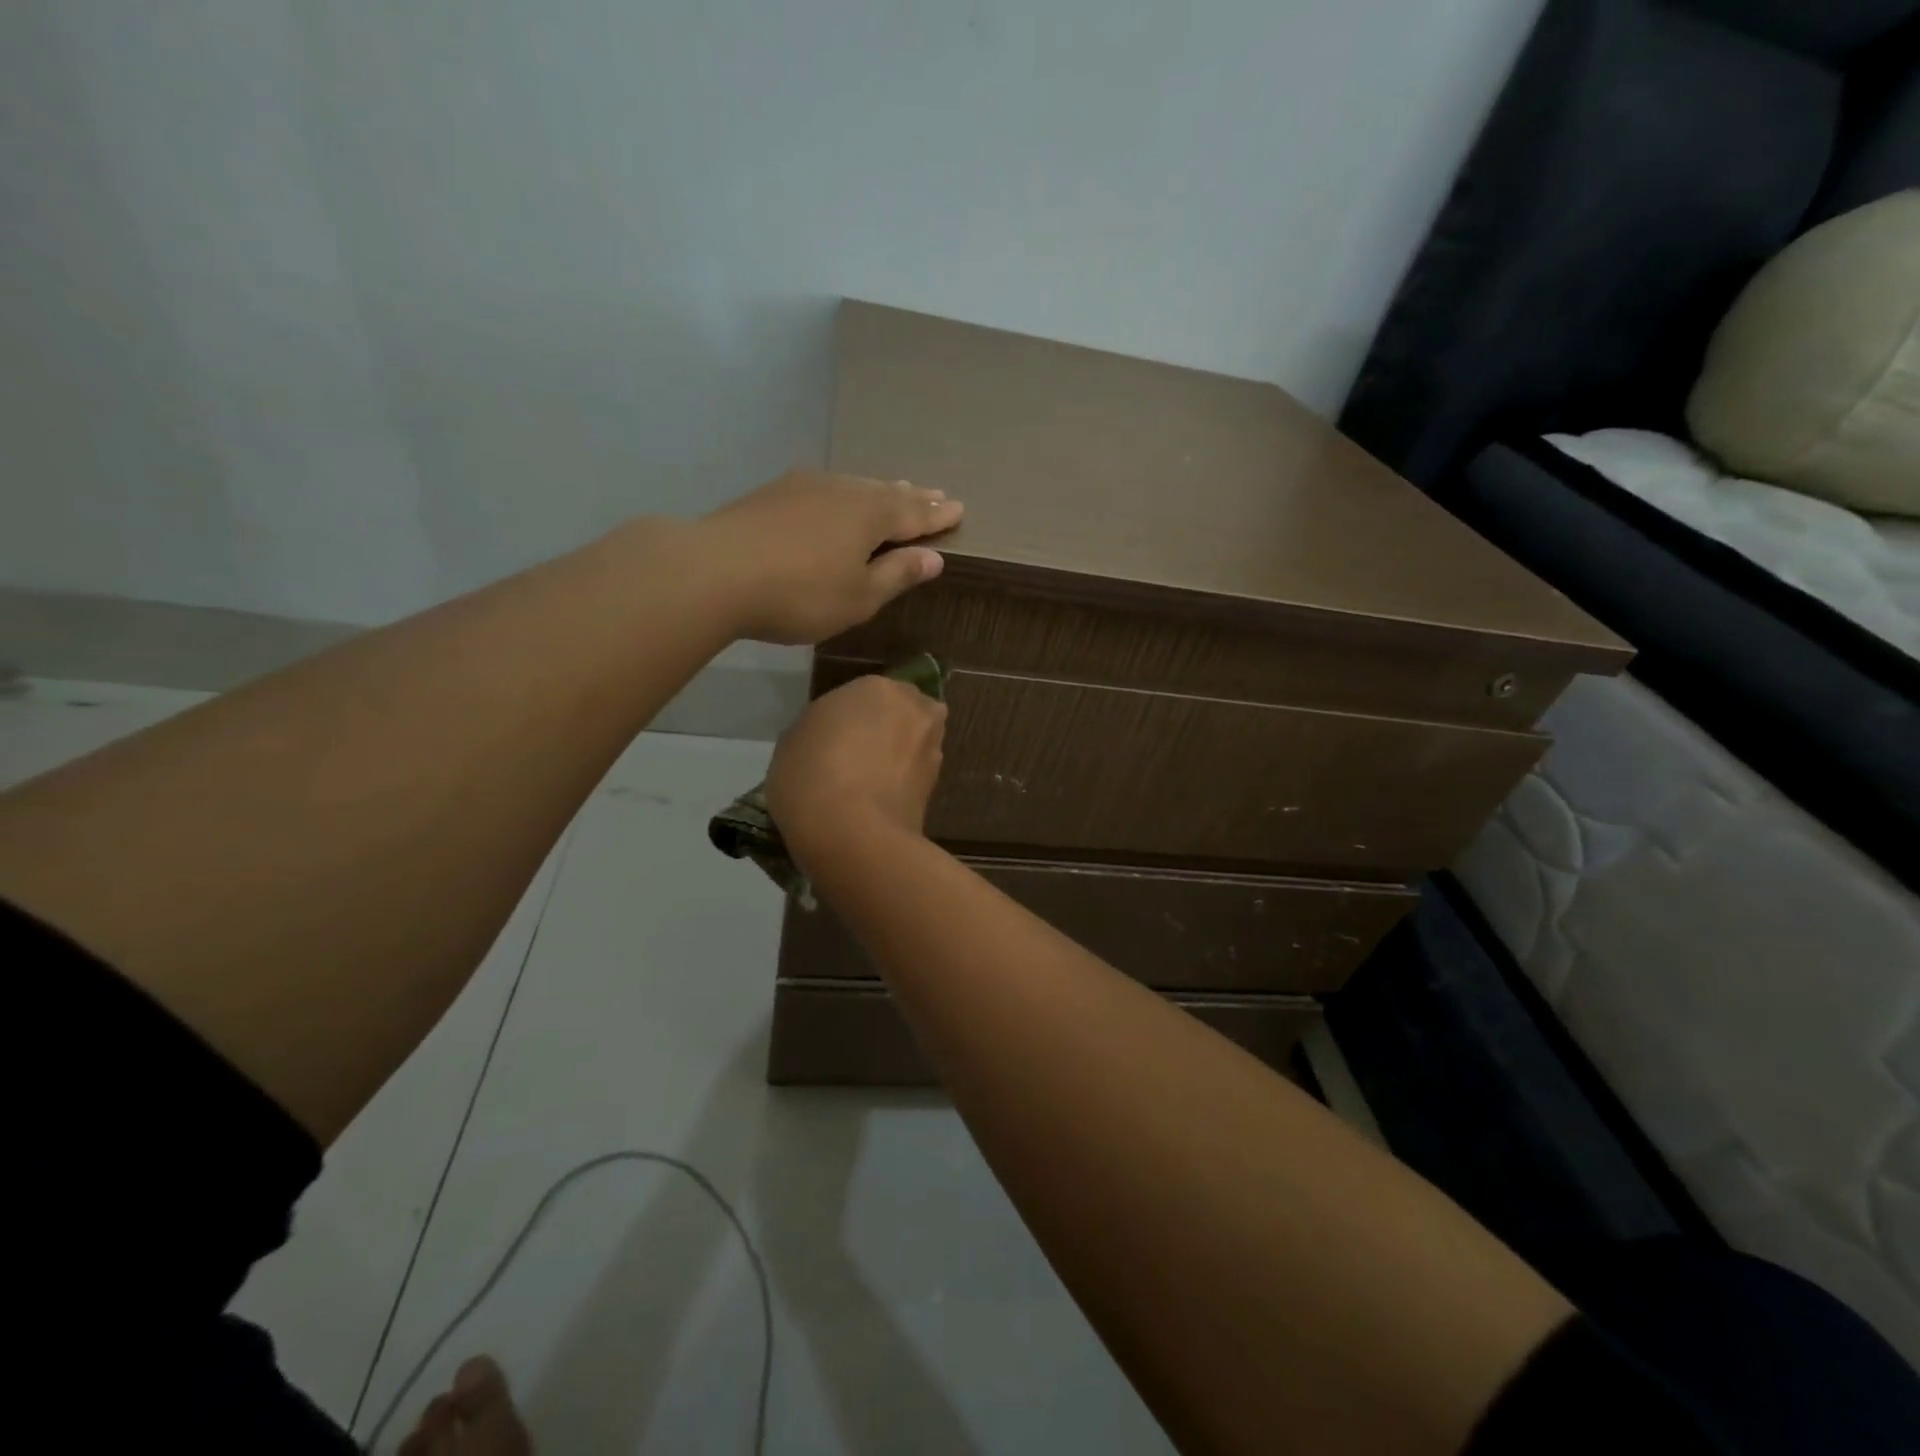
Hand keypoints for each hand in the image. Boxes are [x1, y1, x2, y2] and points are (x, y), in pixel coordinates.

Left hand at [699, 470, 963, 643]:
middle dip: (913, 497)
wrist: (715, 571)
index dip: (937, 515)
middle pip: (887, 493)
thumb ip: (897, 575)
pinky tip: (836, 499)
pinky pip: (825, 489)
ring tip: (894, 491)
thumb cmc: (801, 593)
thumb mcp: (859, 596)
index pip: (915, 513)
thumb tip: (933, 557)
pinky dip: (844, 495)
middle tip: (935, 494)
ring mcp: (805, 486)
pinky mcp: (773, 493)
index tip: (958, 508)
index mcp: (872, 515)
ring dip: (878, 491)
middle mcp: (844, 490)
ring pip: (854, 486)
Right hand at [765, 674, 947, 865]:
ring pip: (914, 742)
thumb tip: (833, 737)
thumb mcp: (793, 740)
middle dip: (887, 728)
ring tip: (869, 783)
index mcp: (876, 687)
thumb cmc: (811, 775)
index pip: (865, 694)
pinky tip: (880, 801)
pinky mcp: (938, 785)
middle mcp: (914, 708)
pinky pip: (915, 774)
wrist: (853, 835)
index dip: (850, 717)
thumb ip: (821, 727)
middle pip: (901, 712)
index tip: (835, 738)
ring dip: (899, 755)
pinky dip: (903, 782)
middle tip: (858, 756)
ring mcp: (932, 746)